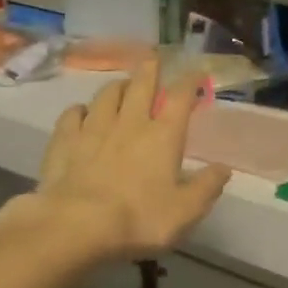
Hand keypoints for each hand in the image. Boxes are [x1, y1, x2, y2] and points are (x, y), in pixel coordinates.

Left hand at [10, 60, 231, 279]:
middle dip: (150, 69)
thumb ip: (207, 187)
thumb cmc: (138, 219)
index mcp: (164, 135)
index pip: (180, 97)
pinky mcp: (63, 142)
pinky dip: (80, 110)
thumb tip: (224, 168)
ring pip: (106, 94)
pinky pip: (72, 115)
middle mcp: (130, 123)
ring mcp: (93, 129)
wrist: (74, 227)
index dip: (190, 81)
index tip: (197, 72)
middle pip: (141, 84)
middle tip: (153, 60)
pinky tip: (81, 113)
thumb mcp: (185, 211)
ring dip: (117, 86)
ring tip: (122, 86)